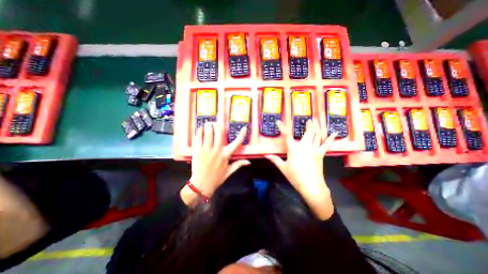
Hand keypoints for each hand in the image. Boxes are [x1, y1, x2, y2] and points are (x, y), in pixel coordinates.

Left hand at [183, 123, 250, 206]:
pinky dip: (200, 132)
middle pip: (219, 133)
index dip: (241, 135)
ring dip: (209, 126)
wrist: (201, 185)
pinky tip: (200, 129)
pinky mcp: (197, 151)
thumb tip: (249, 162)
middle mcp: (217, 150)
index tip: (244, 128)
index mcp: (226, 155)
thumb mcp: (229, 172)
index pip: (236, 143)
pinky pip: (198, 138)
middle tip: (216, 123)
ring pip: (208, 133)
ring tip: (208, 123)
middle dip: (218, 125)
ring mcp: (206, 150)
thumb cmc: (216, 178)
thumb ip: (239, 164)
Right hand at [265, 119, 337, 218]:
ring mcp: (314, 149)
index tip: (279, 122)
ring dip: (317, 127)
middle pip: (308, 132)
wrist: (311, 186)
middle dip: (309, 124)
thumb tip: (265, 155)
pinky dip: (330, 138)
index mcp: (293, 149)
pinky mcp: (321, 154)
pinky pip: (326, 144)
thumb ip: (275, 160)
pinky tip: (334, 132)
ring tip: (317, 120)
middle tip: (309, 119)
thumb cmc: (295, 176)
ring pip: (317, 135)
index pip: (287, 135)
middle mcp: (304, 146)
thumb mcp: (283, 168)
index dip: (282, 128)